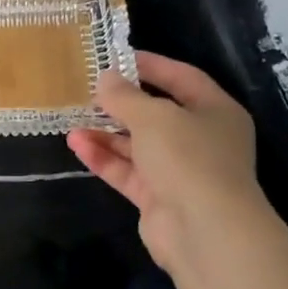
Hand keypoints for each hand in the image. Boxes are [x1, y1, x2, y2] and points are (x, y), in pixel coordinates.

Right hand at [67, 52, 267, 279]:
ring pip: (138, 145)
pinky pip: (128, 172)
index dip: (151, 66)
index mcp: (215, 112)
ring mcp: (180, 171)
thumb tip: (104, 78)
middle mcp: (201, 139)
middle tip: (87, 92)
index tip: (116, 58)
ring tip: (72, 122)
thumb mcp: (153, 116)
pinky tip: (77, 145)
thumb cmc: (188, 157)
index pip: (182, 78)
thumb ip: (124, 96)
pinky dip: (105, 158)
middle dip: (121, 104)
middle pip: (157, 114)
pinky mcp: (159, 198)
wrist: (205, 230)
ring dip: (106, 134)